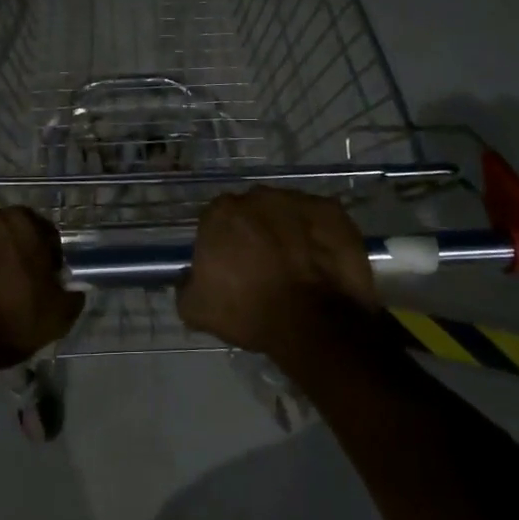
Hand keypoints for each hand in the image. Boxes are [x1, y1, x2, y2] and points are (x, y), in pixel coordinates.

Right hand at [178, 189, 378, 353]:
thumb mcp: (196, 309)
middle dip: (255, 232)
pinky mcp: (332, 211)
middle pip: (252, 212)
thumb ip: (185, 285)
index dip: (223, 244)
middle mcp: (258, 196)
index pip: (216, 221)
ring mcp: (298, 200)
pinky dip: (318, 236)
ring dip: (287, 231)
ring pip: (286, 212)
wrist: (314, 322)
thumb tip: (189, 277)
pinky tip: (320, 262)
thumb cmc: (249, 311)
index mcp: (221, 212)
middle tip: (263, 266)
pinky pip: (319, 221)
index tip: (231, 267)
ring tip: (296, 266)